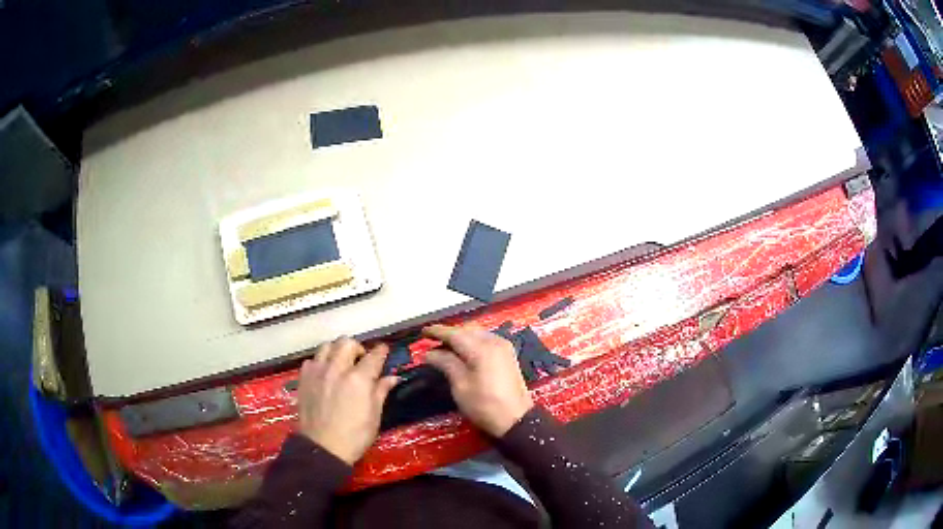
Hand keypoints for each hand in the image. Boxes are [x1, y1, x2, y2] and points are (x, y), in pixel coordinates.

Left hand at [297, 337, 398, 464]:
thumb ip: (381, 391)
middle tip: (361, 360)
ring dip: (337, 350)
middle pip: (347, 343)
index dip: (381, 351)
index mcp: (359, 379)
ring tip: (341, 363)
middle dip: (357, 348)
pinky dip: (321, 362)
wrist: (322, 447)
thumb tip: (392, 377)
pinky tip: (324, 374)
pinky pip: (313, 360)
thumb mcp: (374, 416)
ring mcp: (318, 371)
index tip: (384, 350)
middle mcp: (337, 368)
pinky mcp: (304, 378)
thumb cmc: (355, 436)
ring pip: (327, 345)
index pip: (373, 356)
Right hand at [424, 325, 533, 436]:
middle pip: (467, 330)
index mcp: (481, 348)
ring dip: (461, 337)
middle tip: (432, 342)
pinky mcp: (507, 355)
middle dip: (449, 334)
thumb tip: (429, 353)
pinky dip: (472, 342)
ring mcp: (503, 347)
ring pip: (477, 334)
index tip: (423, 332)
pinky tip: (463, 352)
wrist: (516, 420)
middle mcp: (494, 341)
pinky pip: (485, 340)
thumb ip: (446, 363)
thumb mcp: (460, 386)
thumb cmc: (484, 405)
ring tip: (445, 348)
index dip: (437, 332)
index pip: (454, 333)